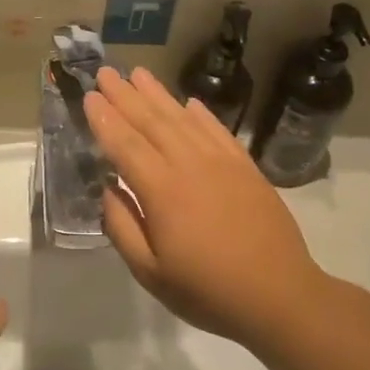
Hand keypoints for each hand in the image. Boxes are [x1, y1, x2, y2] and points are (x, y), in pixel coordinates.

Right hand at [83, 67, 325, 350]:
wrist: (279, 296)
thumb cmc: (207, 290)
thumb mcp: (150, 272)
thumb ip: (122, 227)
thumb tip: (108, 190)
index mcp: (162, 191)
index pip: (125, 145)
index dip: (105, 120)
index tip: (89, 97)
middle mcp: (190, 166)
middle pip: (152, 122)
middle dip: (125, 96)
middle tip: (105, 72)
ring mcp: (222, 164)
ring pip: (184, 119)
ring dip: (158, 95)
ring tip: (138, 73)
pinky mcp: (246, 169)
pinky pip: (218, 131)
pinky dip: (200, 114)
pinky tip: (189, 102)